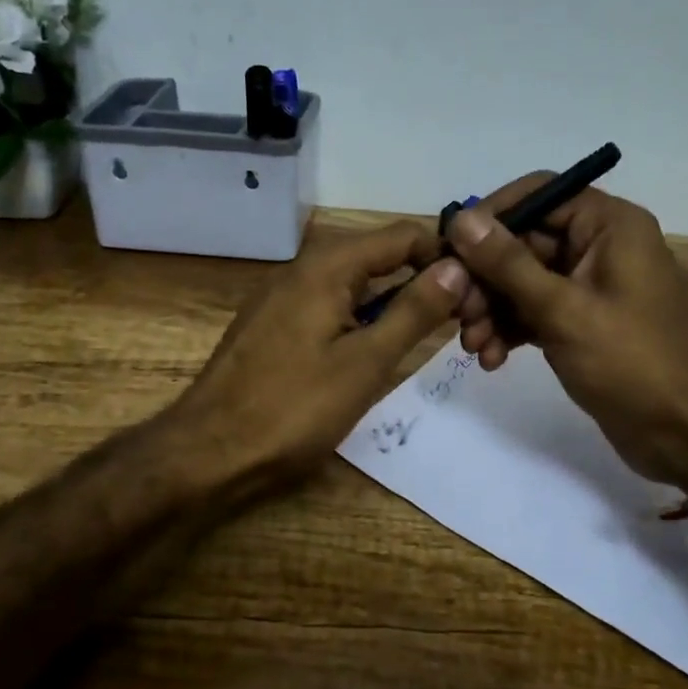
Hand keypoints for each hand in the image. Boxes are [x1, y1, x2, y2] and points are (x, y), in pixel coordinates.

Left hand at [172, 222, 468, 496]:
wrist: (209, 452)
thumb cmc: (294, 408)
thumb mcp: (366, 362)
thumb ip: (413, 311)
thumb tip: (457, 268)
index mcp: (327, 266)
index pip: (403, 236)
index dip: (444, 257)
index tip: (478, 290)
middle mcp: (303, 267)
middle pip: (379, 255)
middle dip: (422, 280)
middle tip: (462, 320)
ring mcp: (283, 295)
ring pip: (354, 283)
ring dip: (393, 302)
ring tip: (430, 335)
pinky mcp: (273, 324)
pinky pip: (330, 305)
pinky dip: (361, 318)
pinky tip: (376, 349)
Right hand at [448, 177, 687, 488]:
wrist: (682, 431)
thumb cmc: (630, 361)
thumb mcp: (562, 310)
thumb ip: (507, 263)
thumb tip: (461, 219)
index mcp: (608, 225)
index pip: (538, 195)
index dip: (490, 217)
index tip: (450, 249)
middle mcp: (598, 246)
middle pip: (523, 242)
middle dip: (485, 279)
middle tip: (458, 314)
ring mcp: (589, 286)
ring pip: (522, 281)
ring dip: (492, 310)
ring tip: (474, 346)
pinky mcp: (581, 321)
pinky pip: (534, 311)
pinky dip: (510, 329)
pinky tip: (491, 359)